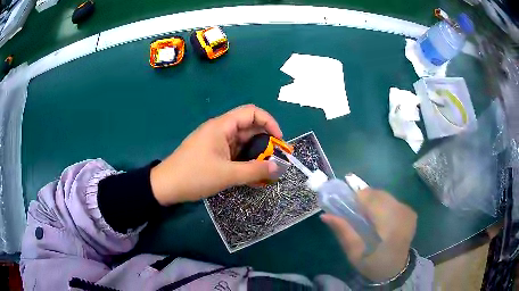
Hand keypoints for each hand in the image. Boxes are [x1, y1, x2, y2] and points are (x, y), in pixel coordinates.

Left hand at [150, 105, 281, 205]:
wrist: (166, 186)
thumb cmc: (194, 176)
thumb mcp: (227, 175)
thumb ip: (254, 171)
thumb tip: (278, 168)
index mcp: (222, 126)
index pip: (251, 112)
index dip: (269, 122)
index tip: (279, 140)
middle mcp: (220, 130)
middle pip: (249, 129)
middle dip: (266, 142)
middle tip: (277, 160)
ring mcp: (216, 143)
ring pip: (242, 143)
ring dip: (256, 155)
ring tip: (268, 170)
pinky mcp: (213, 154)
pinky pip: (234, 154)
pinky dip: (245, 162)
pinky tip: (253, 176)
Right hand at [321, 189, 416, 281]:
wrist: (396, 270)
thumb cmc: (373, 265)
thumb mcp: (354, 254)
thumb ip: (343, 232)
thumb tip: (325, 215)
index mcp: (390, 226)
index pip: (372, 199)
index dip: (357, 198)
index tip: (347, 207)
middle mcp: (402, 213)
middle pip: (378, 194)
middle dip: (364, 200)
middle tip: (355, 214)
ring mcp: (408, 211)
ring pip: (384, 195)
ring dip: (373, 202)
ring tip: (367, 217)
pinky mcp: (410, 211)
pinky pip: (391, 200)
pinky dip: (381, 205)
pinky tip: (379, 219)